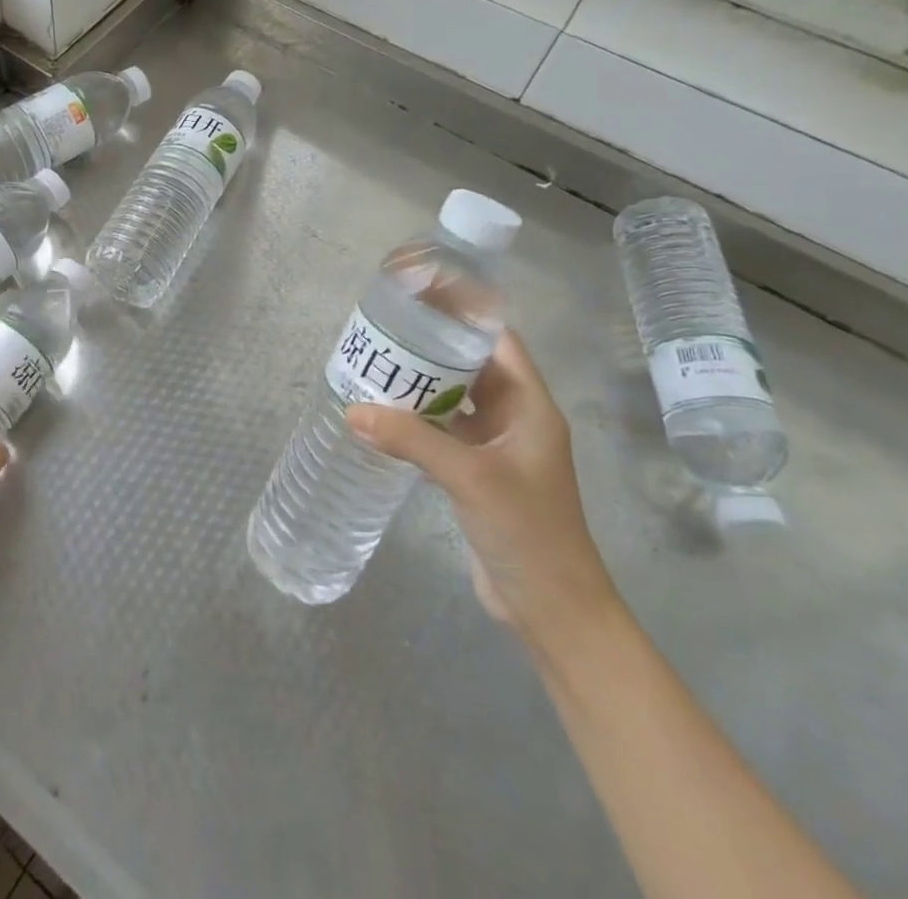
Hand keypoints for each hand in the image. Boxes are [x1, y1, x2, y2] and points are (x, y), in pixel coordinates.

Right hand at [346, 333, 620, 652]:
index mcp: (530, 406)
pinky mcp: (477, 474)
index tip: (420, 298)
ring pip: (455, 401)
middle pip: (472, 367)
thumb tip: (354, 410)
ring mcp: (496, 448)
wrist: (553, 609)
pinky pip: (444, 433)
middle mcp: (515, 419)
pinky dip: (417, 421)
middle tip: (384, 330)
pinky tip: (383, 415)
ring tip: (376, 365)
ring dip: (421, 385)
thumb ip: (413, 440)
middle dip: (431, 348)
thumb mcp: (470, 477)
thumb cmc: (528, 531)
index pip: (498, 341)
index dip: (464, 316)